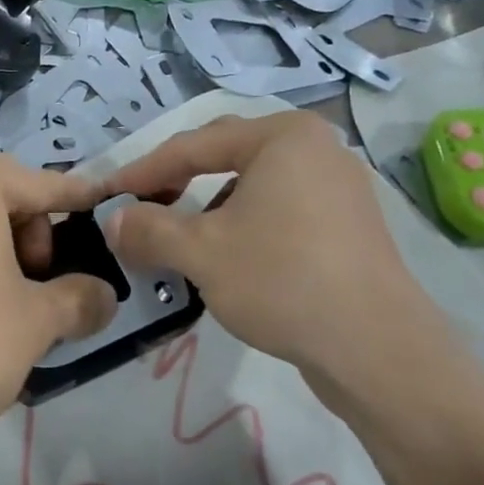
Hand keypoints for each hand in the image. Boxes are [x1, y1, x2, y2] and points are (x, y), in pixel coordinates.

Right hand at [100, 113, 456, 408]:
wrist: (376, 348)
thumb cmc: (282, 280)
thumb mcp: (201, 252)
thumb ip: (148, 229)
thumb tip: (113, 221)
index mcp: (282, 137)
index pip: (194, 144)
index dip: (143, 171)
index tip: (107, 195)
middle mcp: (316, 148)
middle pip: (226, 156)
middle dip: (178, 182)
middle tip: (141, 207)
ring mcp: (339, 187)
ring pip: (254, 186)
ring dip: (209, 207)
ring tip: (180, 236)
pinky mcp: (349, 226)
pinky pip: (281, 210)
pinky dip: (244, 225)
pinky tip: (228, 257)